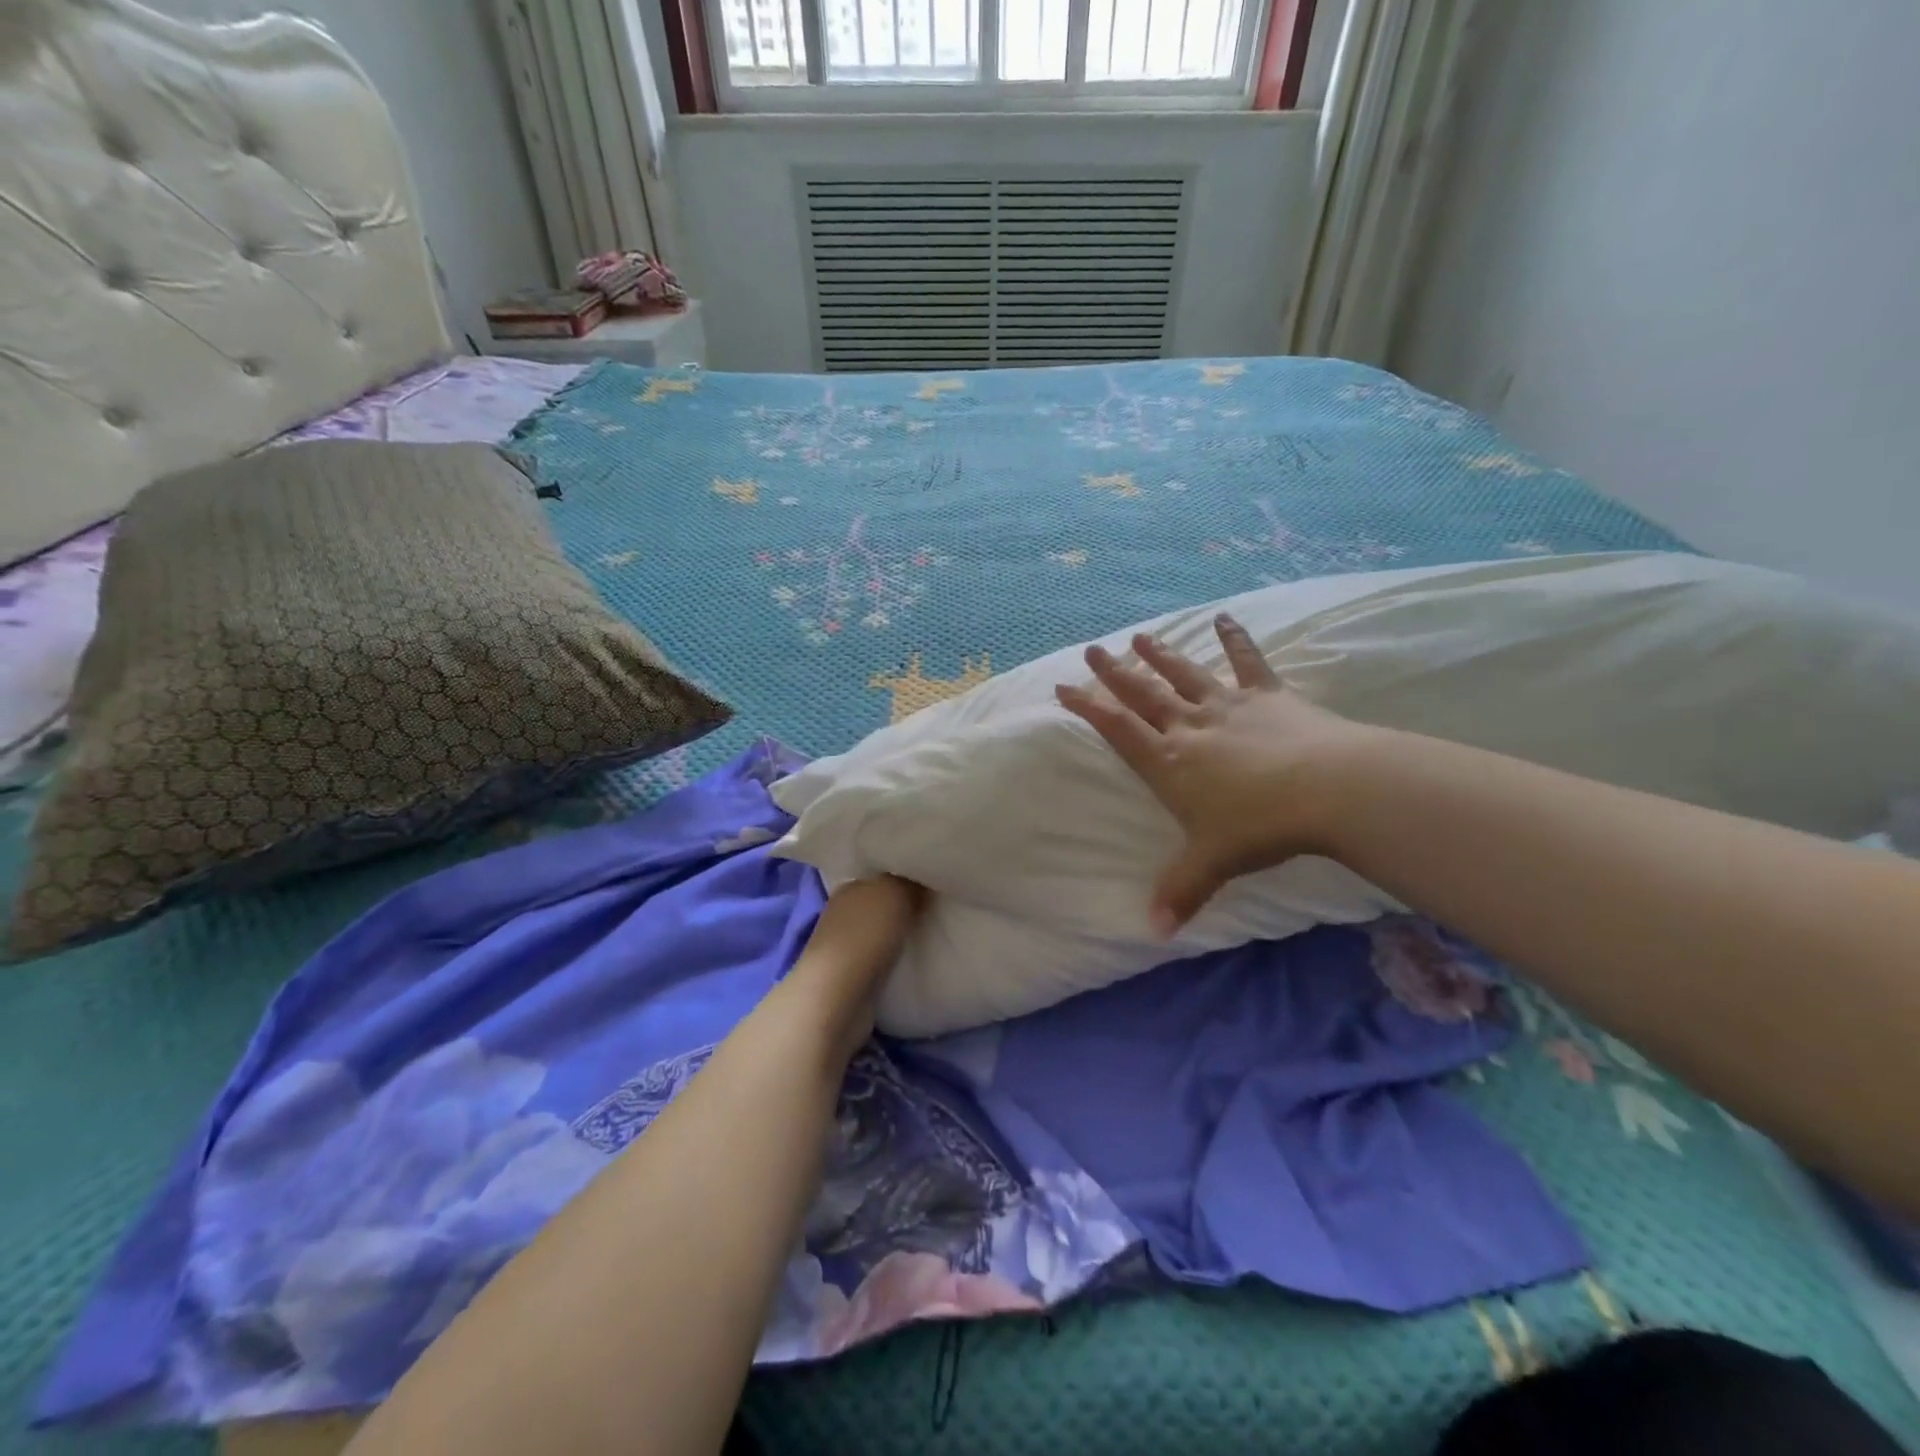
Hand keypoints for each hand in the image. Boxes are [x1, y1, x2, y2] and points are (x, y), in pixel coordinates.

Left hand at [788, 877, 924, 1053]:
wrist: (839, 996)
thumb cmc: (865, 934)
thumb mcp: (896, 893)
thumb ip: (911, 882)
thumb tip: (922, 880)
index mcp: (849, 886)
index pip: (880, 875)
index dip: (904, 877)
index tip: (930, 882)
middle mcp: (842, 912)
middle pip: (880, 902)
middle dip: (903, 905)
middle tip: (934, 908)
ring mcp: (843, 945)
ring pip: (879, 931)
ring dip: (898, 933)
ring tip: (928, 933)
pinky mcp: (849, 975)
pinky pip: (879, 957)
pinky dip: (893, 957)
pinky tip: (911, 958)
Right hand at [1055, 614, 1377, 934]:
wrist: (1327, 788)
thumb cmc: (1259, 826)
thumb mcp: (1212, 863)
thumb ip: (1180, 891)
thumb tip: (1155, 932)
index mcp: (1169, 762)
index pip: (1117, 729)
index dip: (1087, 708)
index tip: (1063, 687)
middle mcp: (1191, 727)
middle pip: (1144, 695)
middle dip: (1114, 673)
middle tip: (1093, 650)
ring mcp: (1229, 706)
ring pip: (1185, 675)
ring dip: (1161, 655)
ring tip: (1139, 636)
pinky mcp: (1268, 696)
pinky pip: (1248, 662)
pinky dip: (1236, 639)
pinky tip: (1226, 617)